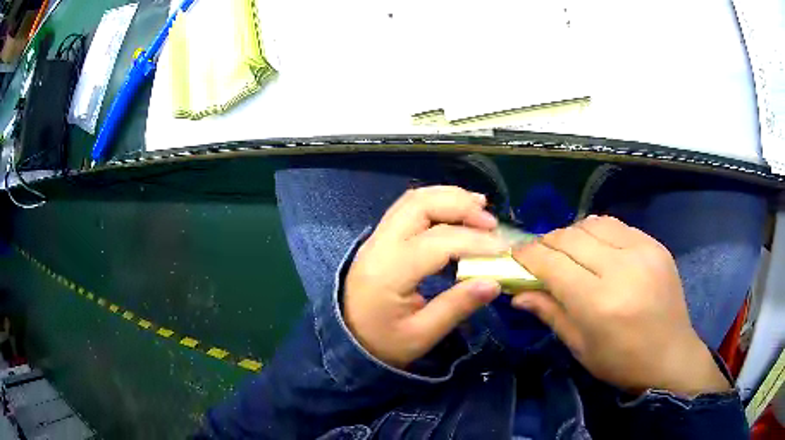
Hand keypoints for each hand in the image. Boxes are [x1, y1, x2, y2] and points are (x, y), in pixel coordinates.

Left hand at [344, 186, 505, 367]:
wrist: (346, 341)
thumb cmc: (383, 344)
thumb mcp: (422, 335)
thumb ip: (457, 306)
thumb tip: (494, 282)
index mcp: (389, 272)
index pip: (437, 242)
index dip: (475, 241)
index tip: (503, 249)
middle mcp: (379, 245)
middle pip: (420, 205)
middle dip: (461, 206)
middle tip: (491, 222)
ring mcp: (376, 238)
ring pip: (414, 200)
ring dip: (449, 197)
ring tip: (480, 207)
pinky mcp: (380, 238)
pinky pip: (408, 208)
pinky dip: (436, 202)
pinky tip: (456, 211)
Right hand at [511, 215, 729, 395]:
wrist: (671, 356)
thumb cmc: (621, 363)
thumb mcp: (580, 347)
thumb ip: (550, 313)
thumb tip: (517, 293)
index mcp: (599, 302)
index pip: (552, 263)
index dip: (528, 255)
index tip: (515, 256)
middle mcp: (621, 268)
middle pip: (570, 237)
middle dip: (546, 242)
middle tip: (539, 256)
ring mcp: (642, 251)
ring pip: (592, 223)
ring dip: (572, 234)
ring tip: (568, 252)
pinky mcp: (655, 245)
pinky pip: (616, 226)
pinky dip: (598, 233)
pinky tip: (596, 249)